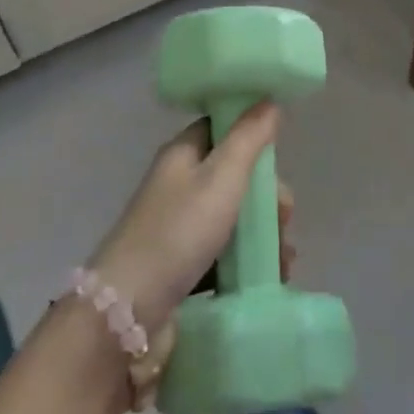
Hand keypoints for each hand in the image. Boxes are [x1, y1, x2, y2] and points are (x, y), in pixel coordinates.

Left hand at [89, 106, 293, 405]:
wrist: (128, 313)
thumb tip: (269, 100)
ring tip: (284, 261)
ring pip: (233, 220)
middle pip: (234, 178)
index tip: (280, 161)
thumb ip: (249, 138)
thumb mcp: (221, 177)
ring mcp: (178, 229)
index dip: (253, 138)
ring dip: (263, 235)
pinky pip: (224, 256)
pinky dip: (247, 263)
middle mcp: (178, 186)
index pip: (222, 129)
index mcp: (182, 155)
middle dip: (266, 198)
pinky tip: (269, 279)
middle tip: (284, 220)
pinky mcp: (180, 268)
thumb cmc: (178, 232)